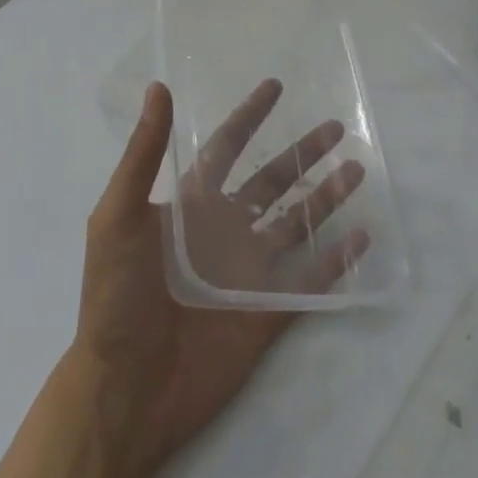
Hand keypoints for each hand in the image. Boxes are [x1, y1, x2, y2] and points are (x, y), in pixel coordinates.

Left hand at [72, 80, 369, 477]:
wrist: (125, 391)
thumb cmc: (115, 298)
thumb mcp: (118, 216)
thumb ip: (143, 155)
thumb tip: (158, 87)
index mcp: (191, 206)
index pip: (227, 148)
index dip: (249, 116)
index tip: (275, 86)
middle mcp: (224, 231)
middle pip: (272, 181)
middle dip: (302, 153)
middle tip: (337, 128)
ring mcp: (248, 272)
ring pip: (297, 224)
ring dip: (326, 197)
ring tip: (357, 170)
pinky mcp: (268, 312)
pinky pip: (311, 280)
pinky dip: (337, 260)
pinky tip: (361, 237)